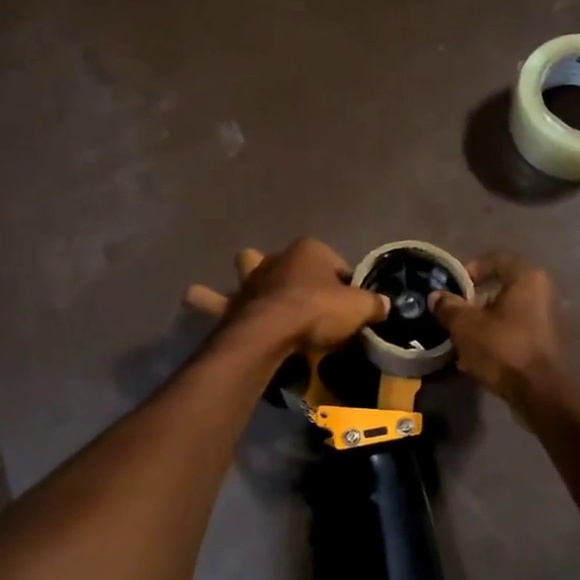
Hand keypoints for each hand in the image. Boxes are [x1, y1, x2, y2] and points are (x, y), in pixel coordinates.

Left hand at [186, 240, 387, 355]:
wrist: (273, 329)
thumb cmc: (320, 310)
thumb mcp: (360, 308)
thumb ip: (374, 304)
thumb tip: (386, 305)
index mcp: (309, 250)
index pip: (334, 264)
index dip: (343, 284)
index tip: (349, 306)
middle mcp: (277, 259)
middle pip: (286, 259)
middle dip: (289, 269)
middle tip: (300, 295)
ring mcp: (251, 280)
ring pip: (245, 266)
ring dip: (245, 276)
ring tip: (246, 290)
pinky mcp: (232, 304)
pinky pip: (213, 300)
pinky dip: (206, 299)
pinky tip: (193, 296)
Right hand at [429, 252, 572, 407]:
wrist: (544, 394)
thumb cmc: (504, 349)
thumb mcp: (466, 326)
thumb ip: (449, 307)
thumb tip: (437, 296)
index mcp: (528, 278)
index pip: (497, 258)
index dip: (471, 269)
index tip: (454, 287)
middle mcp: (546, 293)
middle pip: (504, 288)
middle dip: (477, 302)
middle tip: (457, 317)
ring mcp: (553, 320)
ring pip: (511, 314)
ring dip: (487, 324)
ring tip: (465, 343)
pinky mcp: (554, 345)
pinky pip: (521, 334)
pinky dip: (502, 340)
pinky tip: (482, 360)